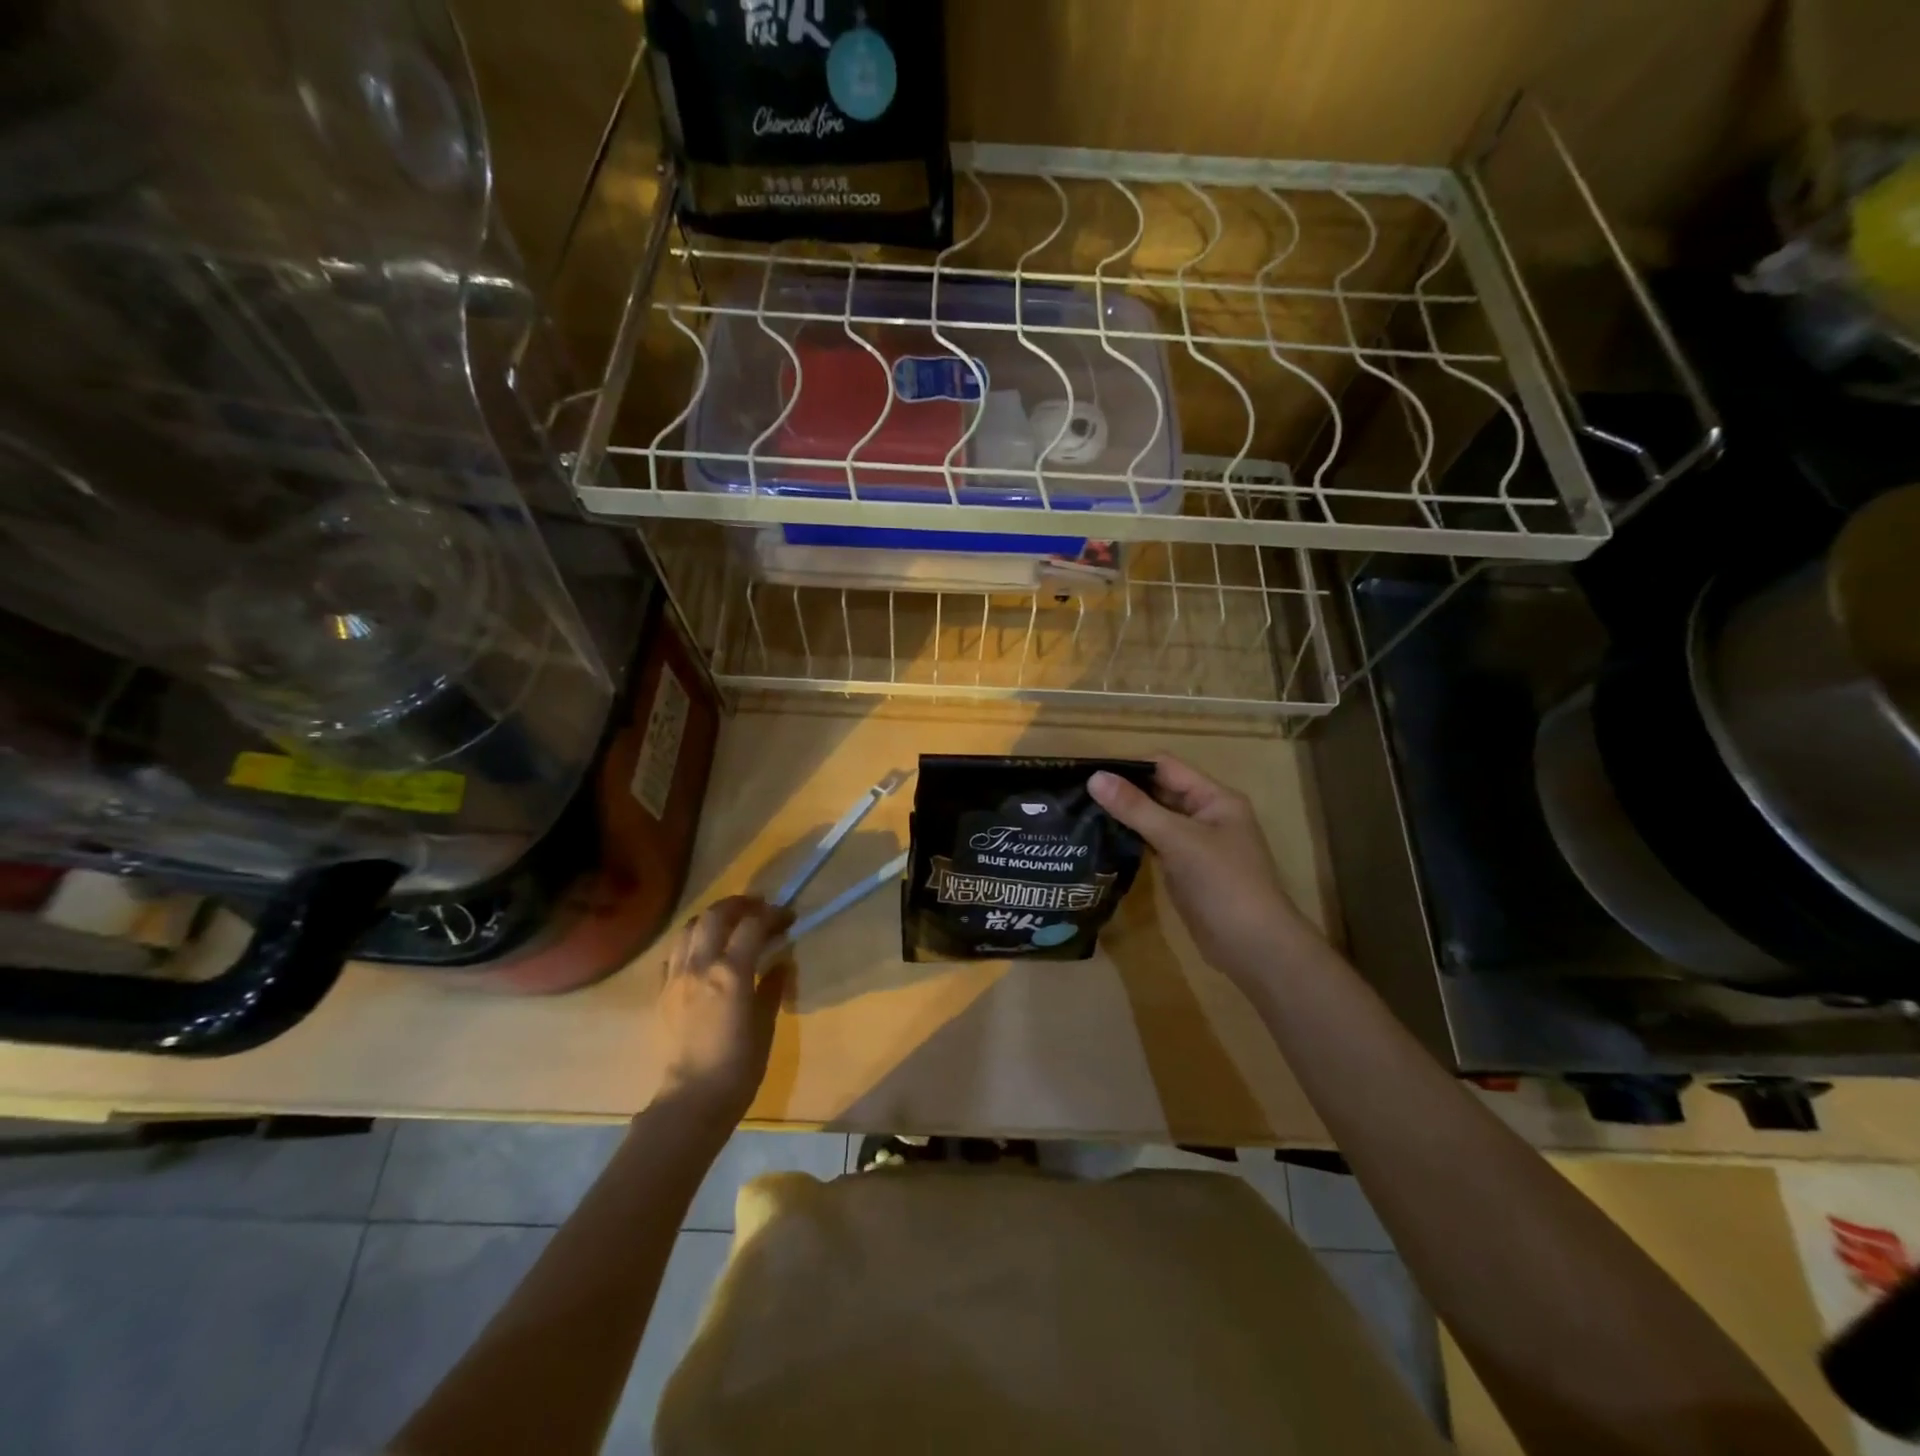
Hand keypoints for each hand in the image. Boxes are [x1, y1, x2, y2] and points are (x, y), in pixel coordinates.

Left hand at [647, 897, 792, 1129]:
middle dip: (739, 904)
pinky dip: (691, 942)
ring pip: (688, 928)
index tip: (788, 917)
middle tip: (758, 908)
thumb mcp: (765, 1024)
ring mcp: (676, 977)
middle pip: (715, 915)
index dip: (773, 915)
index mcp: (730, 972)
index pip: (752, 925)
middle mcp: (699, 965)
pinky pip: (674, 954)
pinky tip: (702, 953)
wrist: (691, 1100)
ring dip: (711, 918)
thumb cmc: (739, 1066)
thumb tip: (780, 963)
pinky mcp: (661, 993)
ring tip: (729, 923)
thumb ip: (772, 987)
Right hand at [1089, 754, 1315, 983]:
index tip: (1088, 772)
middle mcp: (1206, 814)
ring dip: (1126, 815)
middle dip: (1124, 790)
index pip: (1165, 767)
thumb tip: (1094, 778)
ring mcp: (1196, 844)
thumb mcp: (1178, 840)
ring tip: (1083, 813)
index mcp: (1214, 798)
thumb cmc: (1223, 883)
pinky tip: (1104, 840)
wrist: (1253, 947)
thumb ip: (1136, 808)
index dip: (1129, 766)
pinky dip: (1132, 839)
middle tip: (1078, 794)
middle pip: (1160, 791)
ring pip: (1155, 818)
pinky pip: (1155, 844)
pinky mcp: (1185, 869)